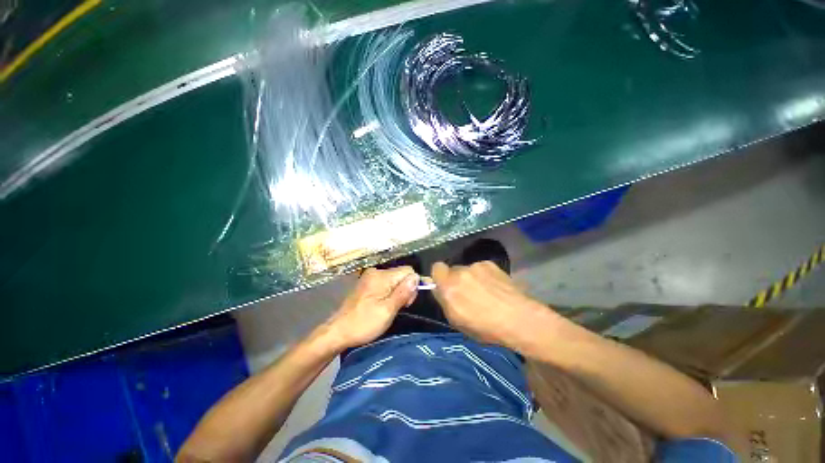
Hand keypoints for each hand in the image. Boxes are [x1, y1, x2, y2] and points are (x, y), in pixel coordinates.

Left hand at [320, 266, 418, 349]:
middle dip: (405, 289)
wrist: (338, 331)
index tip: (407, 303)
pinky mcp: (367, 283)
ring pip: (394, 279)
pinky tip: (383, 304)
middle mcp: (376, 271)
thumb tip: (417, 277)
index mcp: (381, 276)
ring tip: (390, 308)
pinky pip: (386, 283)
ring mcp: (370, 277)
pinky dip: (389, 292)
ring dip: (397, 292)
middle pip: (401, 274)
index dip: (412, 285)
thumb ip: (403, 292)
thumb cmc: (364, 323)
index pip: (408, 271)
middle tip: (398, 307)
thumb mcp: (387, 310)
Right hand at [431, 261, 556, 354]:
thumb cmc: (485, 327)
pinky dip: (484, 276)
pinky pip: (480, 268)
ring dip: (470, 278)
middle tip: (467, 293)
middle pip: (452, 270)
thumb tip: (438, 289)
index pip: (436, 268)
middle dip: (456, 279)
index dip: (439, 276)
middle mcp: (461, 272)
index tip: (445, 286)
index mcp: (449, 287)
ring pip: (467, 270)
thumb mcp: (457, 321)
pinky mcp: (490, 264)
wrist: (518, 319)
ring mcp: (476, 266)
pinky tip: (495, 288)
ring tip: (485, 292)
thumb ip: (444, 300)